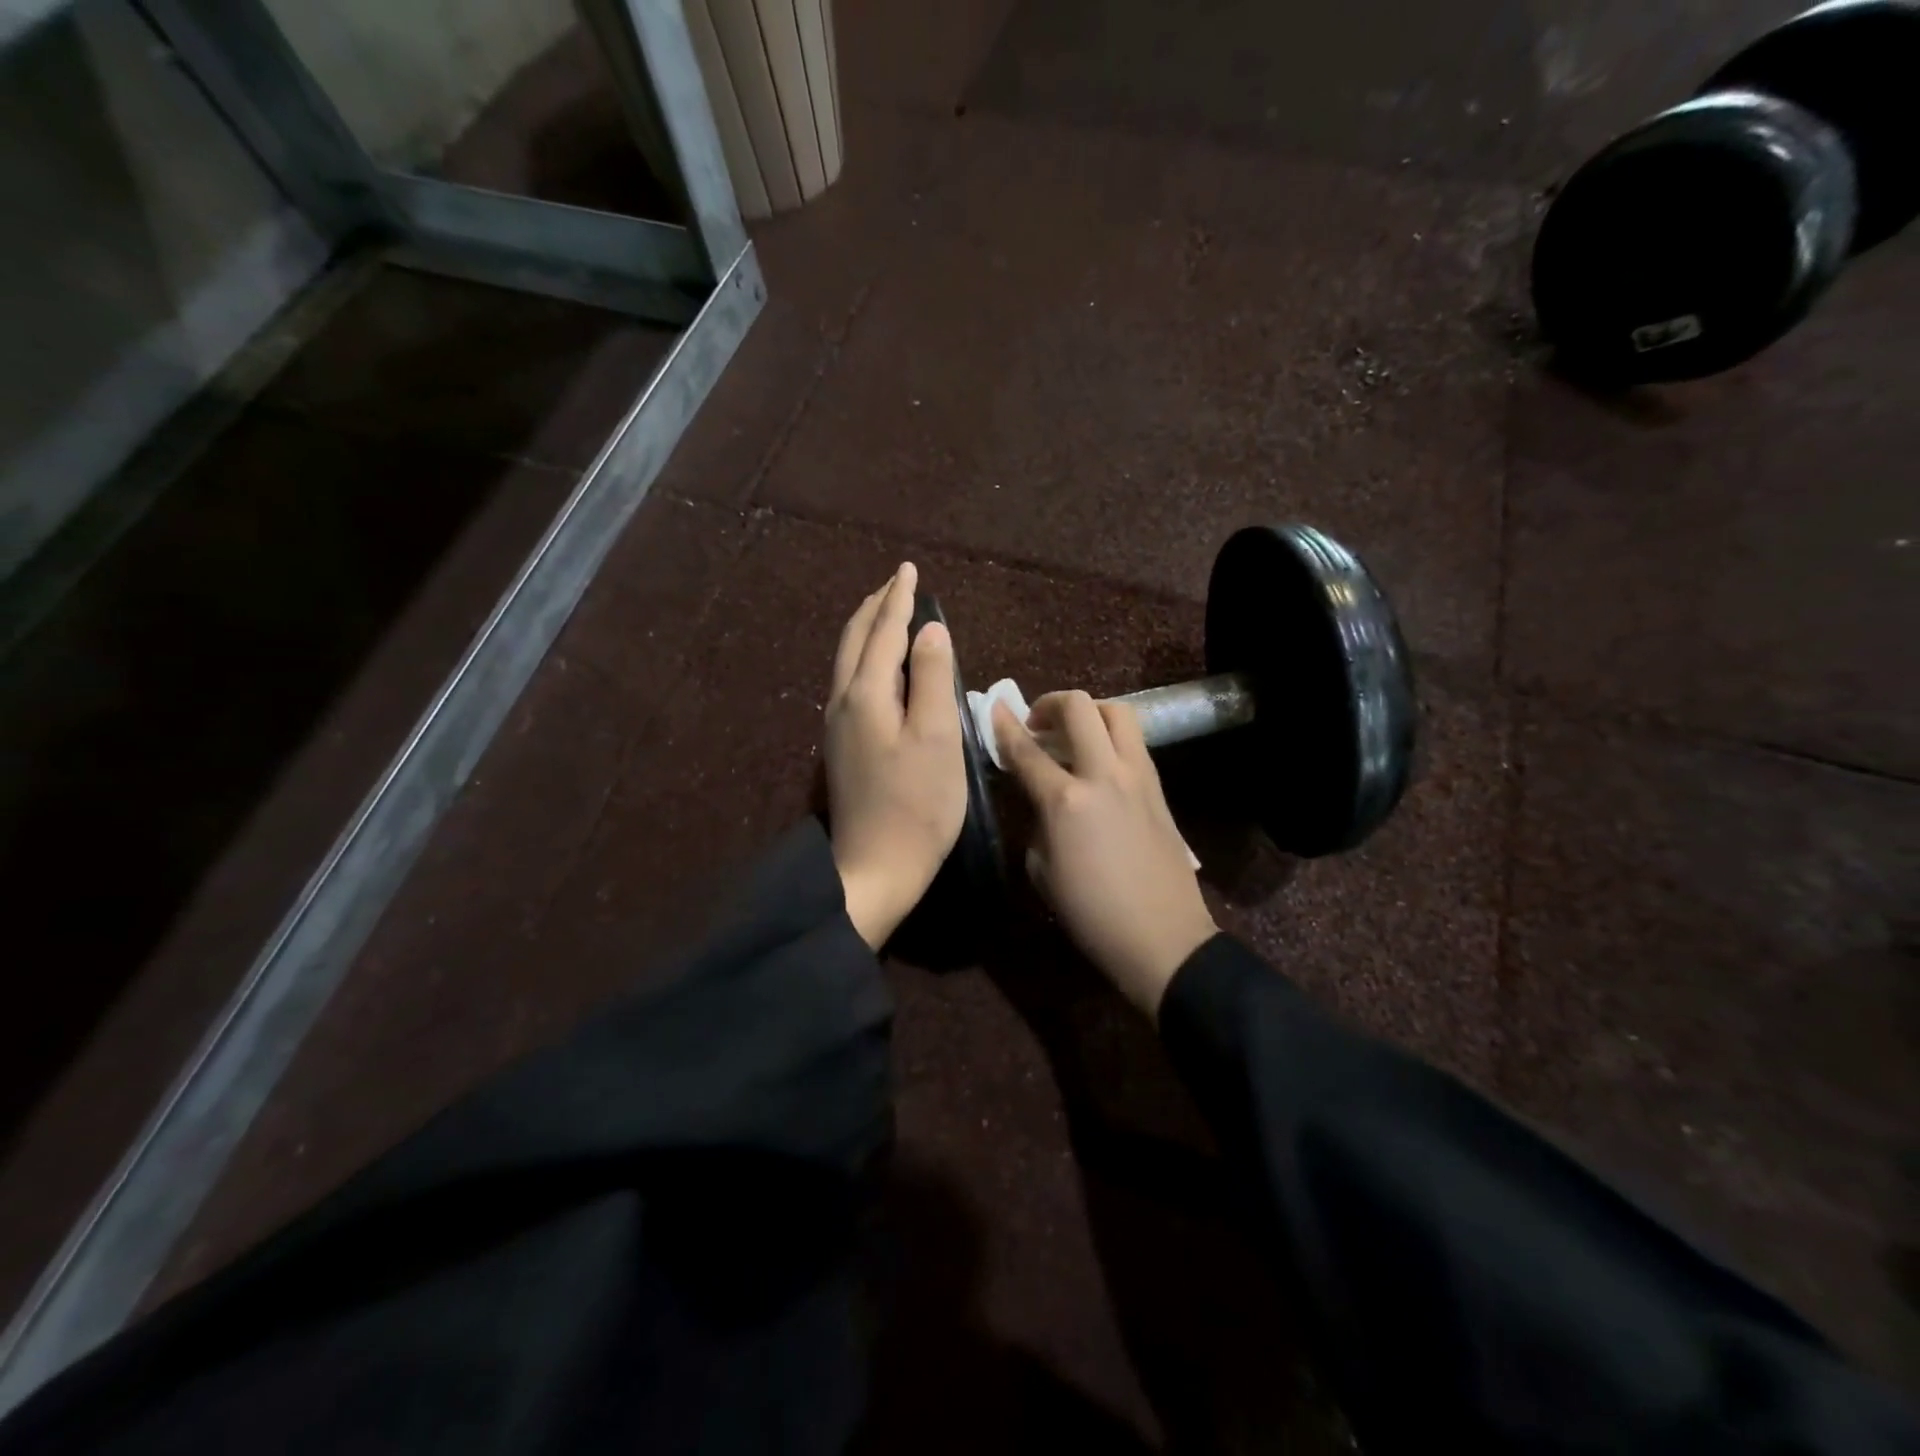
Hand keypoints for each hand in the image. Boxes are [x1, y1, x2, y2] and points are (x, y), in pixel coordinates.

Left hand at [826, 563, 967, 948]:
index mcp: (866, 695)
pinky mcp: (843, 747)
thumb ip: (934, 678)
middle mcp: (843, 702)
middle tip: (895, 584)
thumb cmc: (918, 804)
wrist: (876, 866)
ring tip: (885, 615)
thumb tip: (930, 630)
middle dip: (875, 608)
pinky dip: (865, 659)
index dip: (898, 599)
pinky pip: (850, 683)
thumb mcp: (937, 737)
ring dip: (866, 631)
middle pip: (854, 641)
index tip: (908, 570)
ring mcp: (837, 726)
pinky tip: (879, 667)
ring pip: (848, 662)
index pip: (883, 632)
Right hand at [993, 692, 1216, 1017]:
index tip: (992, 709)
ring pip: (1117, 712)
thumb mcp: (1042, 869)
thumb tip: (1040, 796)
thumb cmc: (1091, 913)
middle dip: (1050, 703)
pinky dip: (1111, 737)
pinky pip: (1133, 742)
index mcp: (1066, 801)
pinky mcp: (1158, 787)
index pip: (1026, 750)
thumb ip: (1037, 820)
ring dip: (1088, 713)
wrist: (1162, 937)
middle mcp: (1104, 775)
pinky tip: (1099, 762)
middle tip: (1037, 724)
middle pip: (1078, 708)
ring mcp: (1138, 776)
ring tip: (1073, 734)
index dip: (1003, 726)